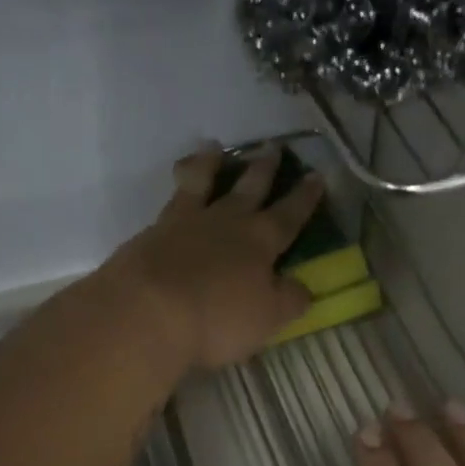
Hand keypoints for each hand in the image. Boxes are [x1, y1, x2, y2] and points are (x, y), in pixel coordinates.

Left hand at [112, 145, 323, 370]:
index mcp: (260, 242)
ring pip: (203, 182)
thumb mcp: (267, 318)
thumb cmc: (216, 319)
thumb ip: (289, 300)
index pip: (289, 215)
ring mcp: (186, 222)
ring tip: (214, 146)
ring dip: (211, 163)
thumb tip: (303, 287)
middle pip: (250, 189)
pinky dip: (178, 183)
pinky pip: (171, 198)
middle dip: (265, 169)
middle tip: (274, 147)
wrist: (147, 311)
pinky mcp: (153, 231)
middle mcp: (226, 222)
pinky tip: (177, 182)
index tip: (316, 176)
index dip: (305, 198)